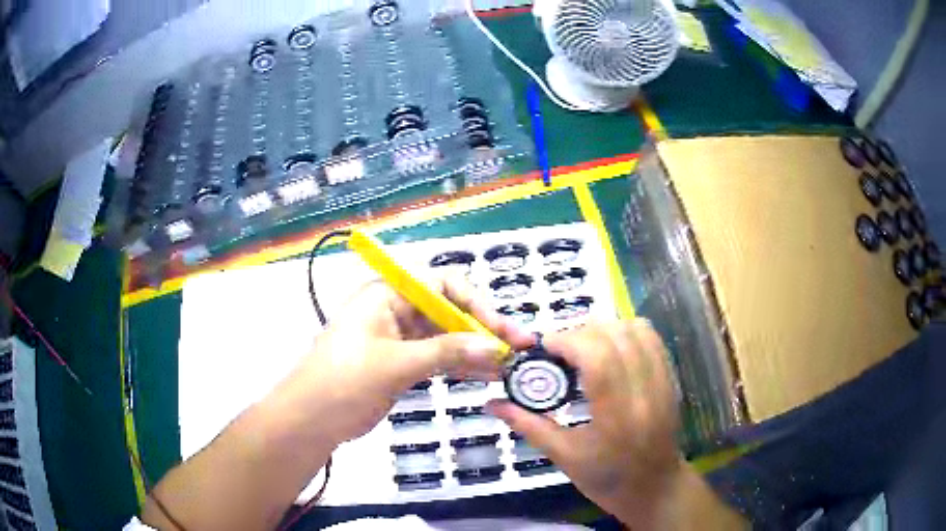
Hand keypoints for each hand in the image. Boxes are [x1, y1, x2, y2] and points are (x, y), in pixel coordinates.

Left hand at [278, 276, 533, 447]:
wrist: (310, 420)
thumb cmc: (344, 381)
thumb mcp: (395, 364)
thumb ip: (447, 353)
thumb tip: (495, 346)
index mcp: (387, 294)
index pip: (442, 285)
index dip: (476, 304)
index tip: (501, 329)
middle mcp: (395, 309)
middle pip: (448, 312)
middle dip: (481, 330)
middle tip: (516, 349)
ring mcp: (399, 338)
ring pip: (446, 337)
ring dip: (475, 350)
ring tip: (508, 366)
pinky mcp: (401, 363)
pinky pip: (437, 358)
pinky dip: (460, 366)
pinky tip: (485, 376)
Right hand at [488, 320, 688, 528]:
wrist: (655, 488)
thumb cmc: (607, 479)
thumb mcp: (564, 457)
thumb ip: (528, 425)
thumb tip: (491, 403)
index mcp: (616, 416)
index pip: (597, 357)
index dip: (567, 340)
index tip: (545, 346)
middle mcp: (645, 391)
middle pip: (615, 336)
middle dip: (581, 332)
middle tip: (560, 350)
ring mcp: (663, 382)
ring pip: (636, 329)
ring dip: (605, 328)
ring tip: (584, 347)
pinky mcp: (671, 378)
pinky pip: (650, 338)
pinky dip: (626, 332)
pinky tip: (609, 350)